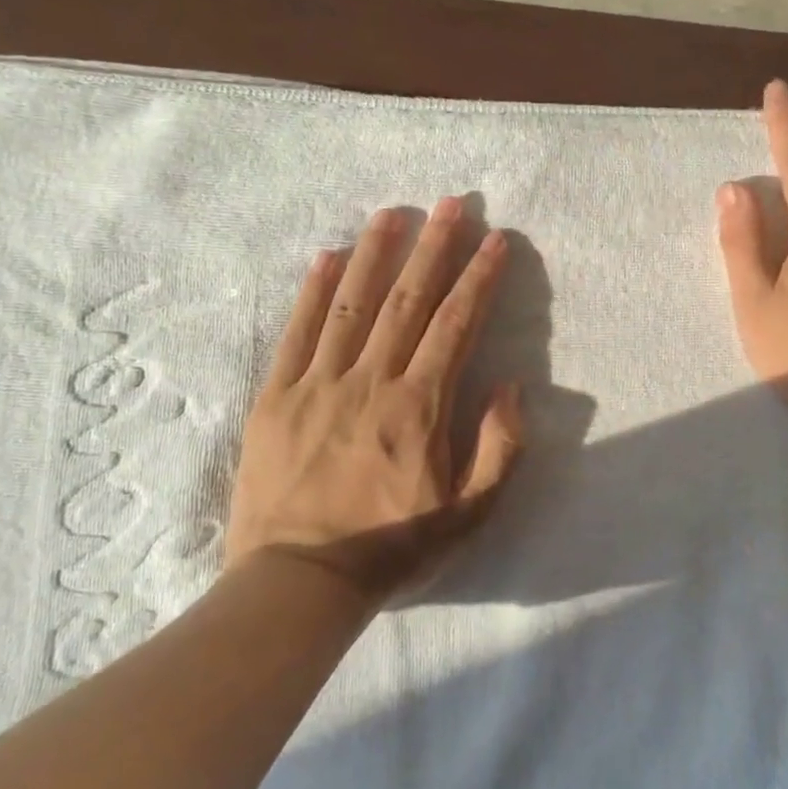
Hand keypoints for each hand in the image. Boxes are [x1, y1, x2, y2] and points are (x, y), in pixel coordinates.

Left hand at [224, 199, 522, 602]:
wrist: (298, 584)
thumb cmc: (392, 549)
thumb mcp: (468, 514)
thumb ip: (498, 448)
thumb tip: (512, 388)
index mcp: (419, 407)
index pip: (456, 325)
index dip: (479, 278)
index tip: (496, 240)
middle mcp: (371, 381)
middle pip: (408, 300)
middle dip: (435, 247)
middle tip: (452, 204)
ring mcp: (318, 384)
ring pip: (352, 303)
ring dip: (376, 252)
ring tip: (394, 211)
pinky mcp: (276, 397)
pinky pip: (297, 332)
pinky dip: (313, 290)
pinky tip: (327, 255)